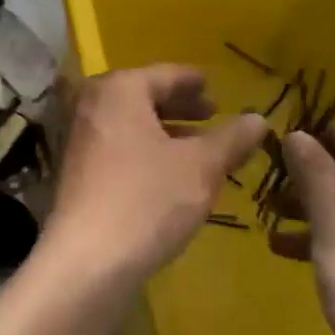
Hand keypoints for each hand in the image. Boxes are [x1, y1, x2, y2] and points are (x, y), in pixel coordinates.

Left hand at [43, 65, 265, 288]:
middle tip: (213, 116)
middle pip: (144, 96)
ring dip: (165, 131)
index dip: (195, 82)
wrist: (88, 260)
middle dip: (181, 107)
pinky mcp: (75, 169)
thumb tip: (259, 118)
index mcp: (119, 89)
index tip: (218, 90)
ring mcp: (78, 137)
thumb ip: (232, 138)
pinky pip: (118, 146)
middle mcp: (92, 104)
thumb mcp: (201, 167)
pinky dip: (145, 150)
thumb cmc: (147, 200)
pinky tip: (170, 174)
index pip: (166, 75)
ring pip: (131, 123)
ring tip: (200, 148)